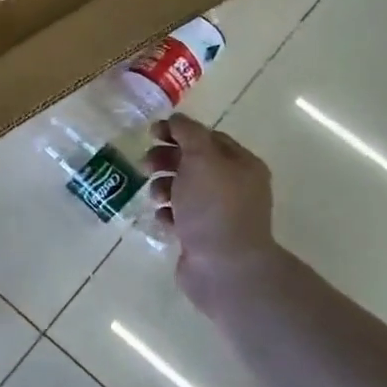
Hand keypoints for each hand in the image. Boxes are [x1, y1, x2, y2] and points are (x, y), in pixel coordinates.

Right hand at [146, 115, 281, 311]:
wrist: (224, 267)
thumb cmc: (213, 208)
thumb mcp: (201, 160)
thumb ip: (188, 134)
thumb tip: (176, 119)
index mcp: (241, 165)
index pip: (208, 137)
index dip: (179, 132)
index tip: (151, 133)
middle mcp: (234, 186)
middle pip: (194, 163)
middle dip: (167, 160)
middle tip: (146, 165)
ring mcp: (219, 213)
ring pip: (184, 190)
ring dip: (163, 187)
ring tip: (155, 197)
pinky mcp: (203, 236)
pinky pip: (180, 216)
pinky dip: (168, 214)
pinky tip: (163, 218)